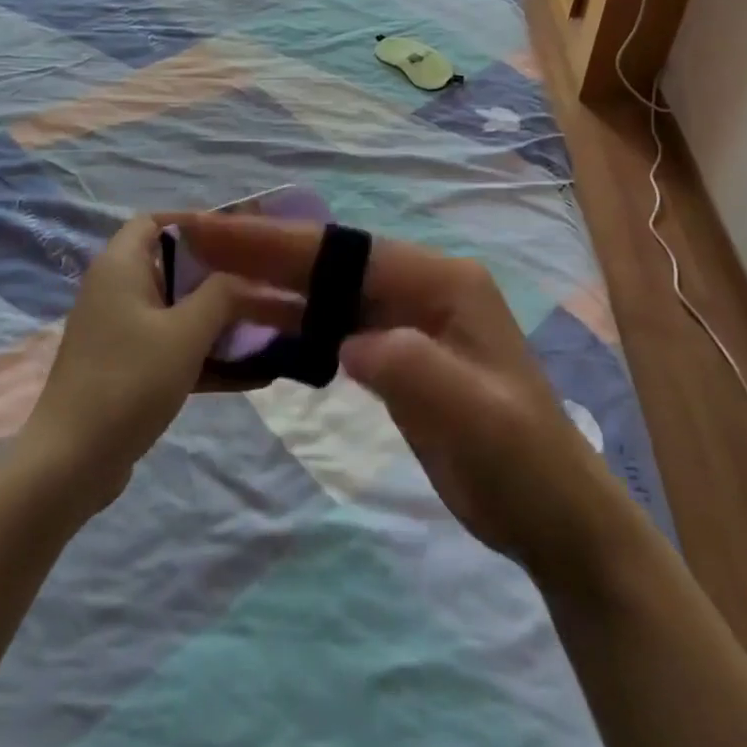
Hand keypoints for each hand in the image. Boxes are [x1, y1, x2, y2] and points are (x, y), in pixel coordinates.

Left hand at [20, 215, 299, 512]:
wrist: (71, 463)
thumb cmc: (129, 380)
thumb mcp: (186, 332)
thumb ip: (222, 295)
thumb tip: (247, 279)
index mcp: (120, 267)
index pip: (153, 221)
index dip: (193, 222)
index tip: (236, 238)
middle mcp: (115, 291)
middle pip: (171, 266)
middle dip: (217, 275)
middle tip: (259, 282)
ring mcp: (118, 332)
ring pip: (175, 310)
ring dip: (216, 318)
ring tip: (264, 326)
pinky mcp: (125, 368)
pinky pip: (171, 347)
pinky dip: (204, 354)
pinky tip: (251, 374)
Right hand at [170, 215, 634, 591]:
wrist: (551, 516)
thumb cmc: (524, 463)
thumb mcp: (478, 416)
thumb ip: (415, 368)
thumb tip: (348, 343)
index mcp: (442, 282)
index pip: (345, 252)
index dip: (277, 241)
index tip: (213, 229)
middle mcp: (421, 287)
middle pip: (329, 262)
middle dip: (261, 248)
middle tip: (194, 237)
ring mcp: (407, 320)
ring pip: (325, 290)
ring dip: (269, 281)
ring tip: (206, 273)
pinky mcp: (394, 354)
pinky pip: (332, 325)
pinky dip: (290, 320)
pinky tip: (251, 321)